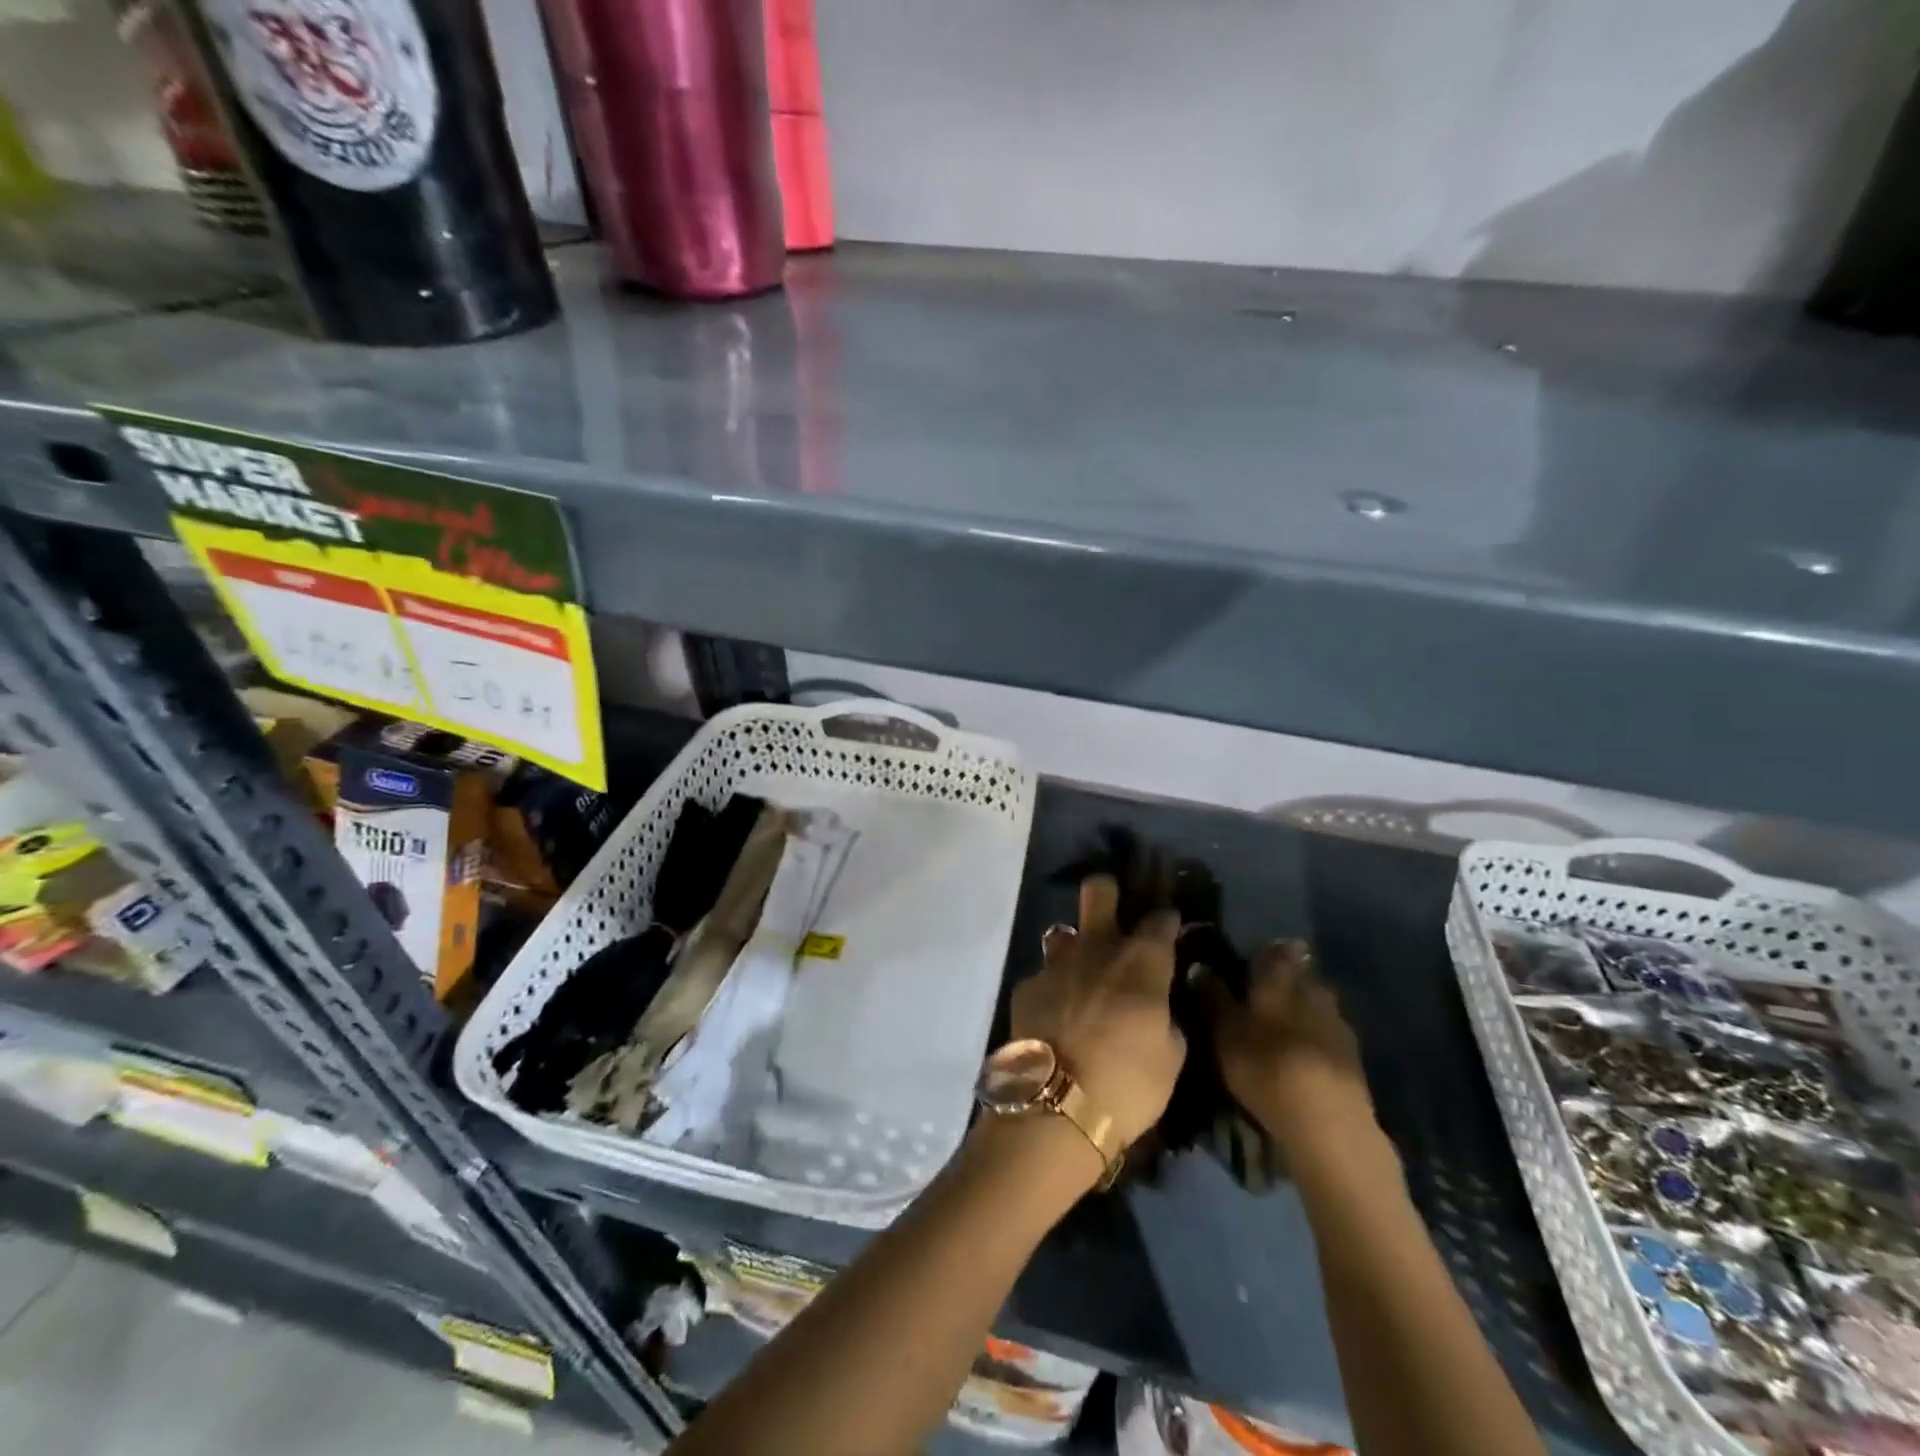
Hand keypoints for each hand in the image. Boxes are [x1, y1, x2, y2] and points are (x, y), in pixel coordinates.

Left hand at [1010, 875, 1186, 1152]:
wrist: (1056, 1105)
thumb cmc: (1128, 1083)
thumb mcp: (1172, 1056)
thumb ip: (1167, 1015)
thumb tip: (1160, 1002)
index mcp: (1140, 962)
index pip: (1159, 919)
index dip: (1166, 919)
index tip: (1169, 928)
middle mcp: (1096, 948)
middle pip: (1098, 890)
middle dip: (1107, 891)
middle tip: (1115, 913)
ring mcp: (1056, 964)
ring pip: (1063, 932)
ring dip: (1075, 947)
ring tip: (1082, 974)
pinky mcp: (1027, 986)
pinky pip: (1044, 976)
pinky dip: (1054, 990)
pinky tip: (1056, 1015)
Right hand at [1210, 941, 1377, 1153]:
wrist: (1327, 1120)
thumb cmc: (1264, 1063)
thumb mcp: (1225, 1030)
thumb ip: (1213, 995)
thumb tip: (1200, 965)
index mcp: (1280, 973)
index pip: (1272, 949)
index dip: (1259, 953)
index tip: (1245, 964)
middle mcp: (1313, 986)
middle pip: (1297, 973)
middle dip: (1281, 980)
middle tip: (1258, 997)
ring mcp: (1337, 1019)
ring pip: (1314, 1001)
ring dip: (1299, 1008)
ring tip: (1278, 1028)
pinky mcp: (1352, 1054)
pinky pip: (1326, 1031)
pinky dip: (1313, 1035)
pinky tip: (1300, 1053)